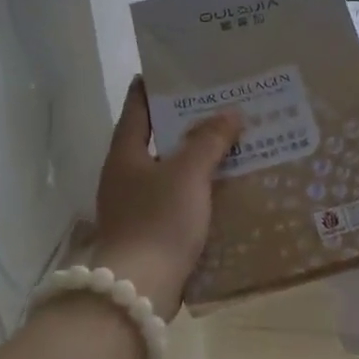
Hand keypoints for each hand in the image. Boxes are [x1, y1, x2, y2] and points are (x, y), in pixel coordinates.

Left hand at [89, 78, 242, 319]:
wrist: (139, 289)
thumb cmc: (159, 220)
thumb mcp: (188, 173)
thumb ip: (209, 140)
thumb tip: (230, 113)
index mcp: (125, 153)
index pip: (137, 106)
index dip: (156, 86)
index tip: (180, 69)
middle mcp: (126, 174)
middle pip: (157, 137)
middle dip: (188, 121)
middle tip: (222, 103)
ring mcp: (136, 204)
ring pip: (171, 169)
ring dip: (197, 156)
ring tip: (232, 141)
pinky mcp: (150, 230)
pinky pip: (178, 197)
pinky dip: (199, 187)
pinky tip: (226, 185)